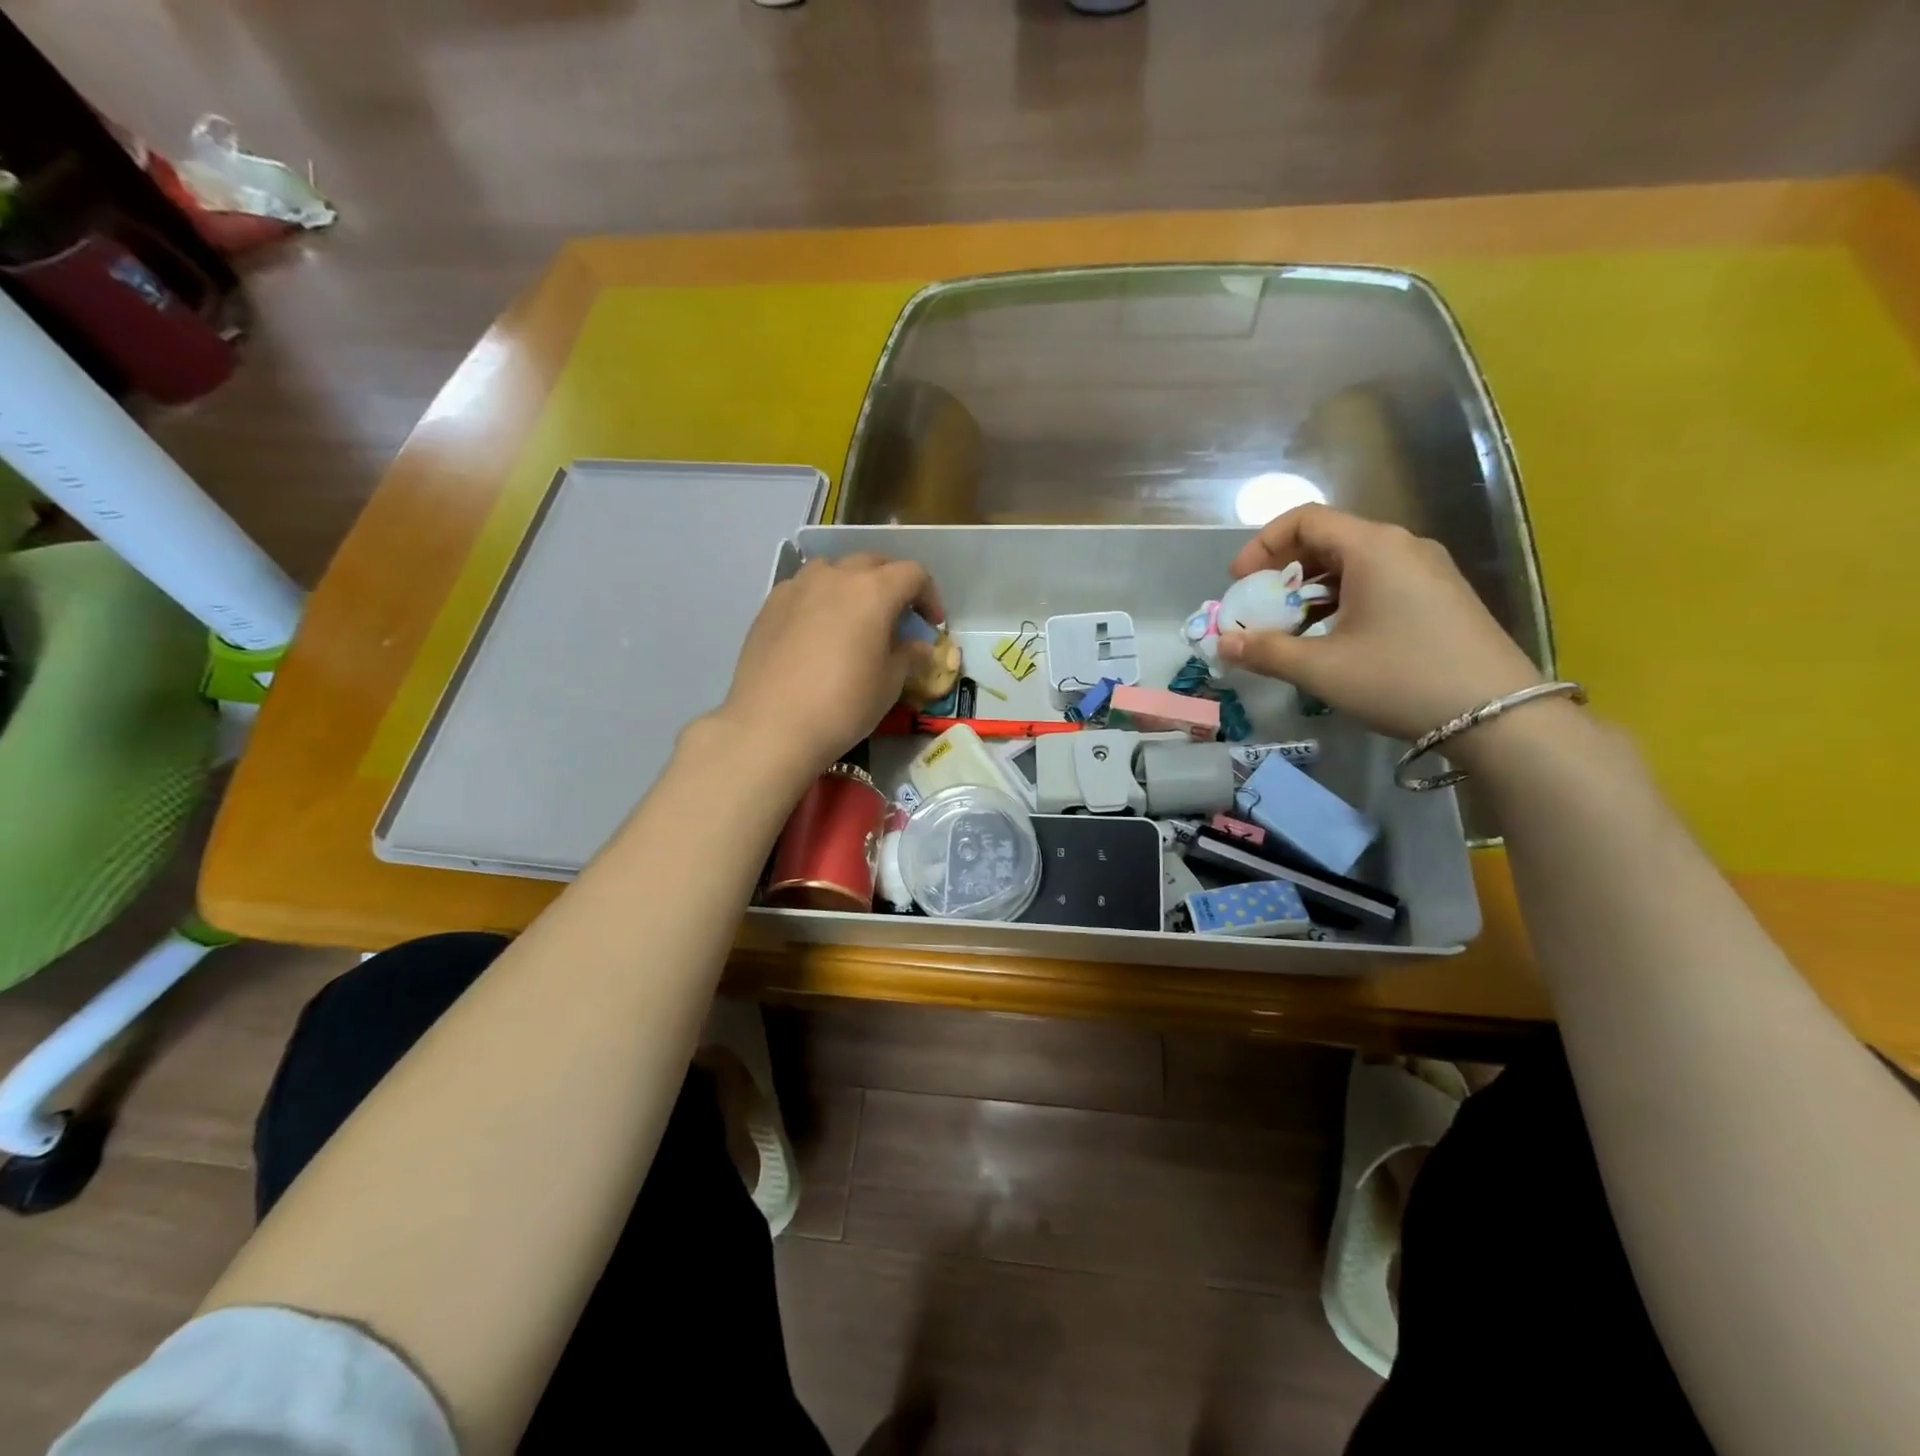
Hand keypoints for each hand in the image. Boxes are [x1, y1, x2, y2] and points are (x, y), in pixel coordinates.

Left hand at [714, 553, 942, 782]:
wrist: (771, 726)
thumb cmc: (843, 705)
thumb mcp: (889, 684)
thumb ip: (908, 656)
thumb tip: (918, 646)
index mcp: (874, 591)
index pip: (912, 574)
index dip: (929, 595)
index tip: (931, 624)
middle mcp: (836, 576)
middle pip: (873, 562)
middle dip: (893, 582)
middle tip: (899, 615)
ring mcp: (798, 586)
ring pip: (834, 568)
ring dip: (853, 583)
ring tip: (855, 615)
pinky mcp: (770, 604)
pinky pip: (804, 587)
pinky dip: (821, 597)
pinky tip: (818, 629)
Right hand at [1218, 505, 1542, 739]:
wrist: (1500, 716)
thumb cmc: (1401, 680)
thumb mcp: (1322, 669)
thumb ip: (1266, 652)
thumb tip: (1222, 645)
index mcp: (1374, 548)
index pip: (1305, 519)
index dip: (1262, 545)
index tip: (1240, 583)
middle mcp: (1403, 547)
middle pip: (1328, 539)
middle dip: (1284, 571)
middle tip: (1260, 608)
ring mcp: (1427, 570)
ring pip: (1353, 563)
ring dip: (1312, 590)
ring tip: (1291, 628)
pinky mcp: (1440, 596)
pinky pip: (1378, 582)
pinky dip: (1342, 600)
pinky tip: (1333, 637)